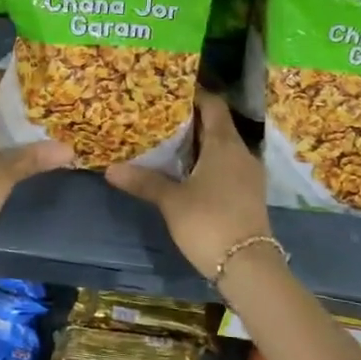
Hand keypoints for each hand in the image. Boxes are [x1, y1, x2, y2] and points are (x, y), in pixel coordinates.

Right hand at [105, 90, 272, 278]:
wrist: (248, 266)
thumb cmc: (208, 222)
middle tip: (160, 118)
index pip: (213, 105)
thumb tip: (111, 168)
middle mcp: (241, 152)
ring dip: (200, 145)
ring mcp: (249, 174)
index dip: (194, 96)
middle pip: (218, 125)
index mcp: (224, 144)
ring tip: (170, 145)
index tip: (170, 93)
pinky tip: (189, 173)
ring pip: (223, 147)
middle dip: (192, 121)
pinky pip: (228, 166)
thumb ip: (144, 182)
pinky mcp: (250, 194)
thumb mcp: (171, 201)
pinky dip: (210, 163)